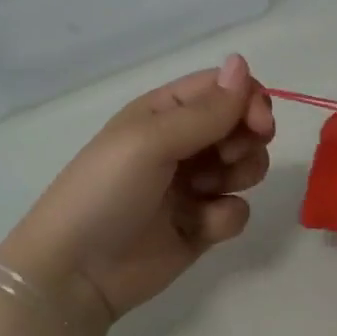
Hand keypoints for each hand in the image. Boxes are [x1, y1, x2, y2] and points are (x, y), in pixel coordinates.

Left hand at [0, 54, 275, 328]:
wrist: (77, 273)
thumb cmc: (106, 192)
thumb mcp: (150, 141)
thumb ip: (205, 109)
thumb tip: (242, 63)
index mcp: (165, 112)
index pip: (225, 88)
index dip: (249, 100)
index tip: (260, 125)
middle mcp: (184, 144)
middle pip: (243, 126)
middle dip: (248, 141)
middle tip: (227, 160)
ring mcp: (194, 186)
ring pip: (247, 167)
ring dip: (240, 176)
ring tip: (207, 192)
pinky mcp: (202, 226)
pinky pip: (237, 210)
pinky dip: (225, 217)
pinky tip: (198, 228)